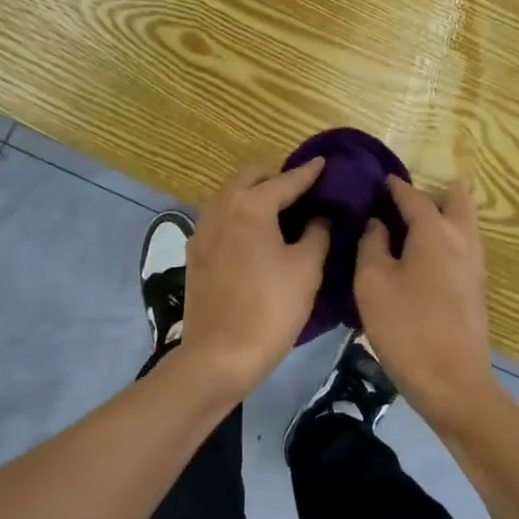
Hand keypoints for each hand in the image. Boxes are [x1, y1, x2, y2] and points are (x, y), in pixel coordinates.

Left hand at [178, 159, 329, 400]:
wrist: (218, 356)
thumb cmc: (270, 309)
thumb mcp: (306, 269)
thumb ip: (317, 234)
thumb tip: (320, 218)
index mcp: (251, 205)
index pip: (286, 180)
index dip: (308, 173)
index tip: (324, 162)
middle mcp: (222, 207)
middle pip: (251, 177)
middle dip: (275, 177)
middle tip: (300, 191)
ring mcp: (203, 229)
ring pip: (231, 195)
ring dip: (254, 194)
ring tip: (279, 211)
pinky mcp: (195, 252)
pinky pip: (221, 217)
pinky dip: (239, 214)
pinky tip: (254, 235)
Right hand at [355, 177, 494, 435]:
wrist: (454, 385)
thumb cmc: (407, 328)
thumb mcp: (372, 283)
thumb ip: (371, 243)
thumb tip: (377, 222)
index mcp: (435, 230)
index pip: (413, 195)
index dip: (393, 186)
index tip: (376, 180)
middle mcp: (462, 237)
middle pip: (456, 197)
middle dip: (432, 191)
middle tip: (402, 201)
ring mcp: (475, 262)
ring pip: (463, 221)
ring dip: (441, 213)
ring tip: (407, 225)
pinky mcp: (477, 285)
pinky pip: (463, 243)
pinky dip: (445, 236)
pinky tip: (421, 254)